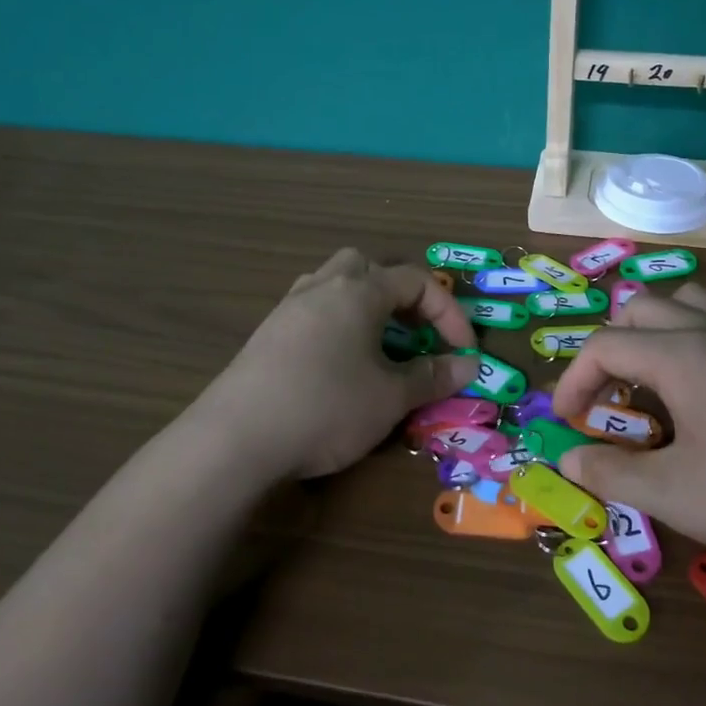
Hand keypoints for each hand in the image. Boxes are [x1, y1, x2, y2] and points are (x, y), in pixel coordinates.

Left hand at [195, 249, 479, 480]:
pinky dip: (335, 323)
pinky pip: (311, 310)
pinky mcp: (266, 334)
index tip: (464, 351)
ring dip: (364, 304)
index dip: (448, 313)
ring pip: (334, 284)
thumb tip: (469, 366)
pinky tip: (337, 361)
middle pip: (368, 267)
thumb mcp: (390, 397)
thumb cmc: (327, 407)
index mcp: (358, 292)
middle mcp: (322, 287)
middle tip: (414, 331)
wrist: (236, 438)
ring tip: (377, 343)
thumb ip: (432, 377)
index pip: (416, 282)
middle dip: (400, 294)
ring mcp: (288, 308)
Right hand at [553, 284, 705, 578]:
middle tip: (609, 403)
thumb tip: (567, 458)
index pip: (604, 346)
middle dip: (610, 349)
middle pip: (639, 309)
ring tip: (656, 378)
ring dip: (657, 329)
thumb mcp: (676, 496)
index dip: (573, 383)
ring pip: (690, 299)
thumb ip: (612, 474)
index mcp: (682, 355)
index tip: (568, 425)